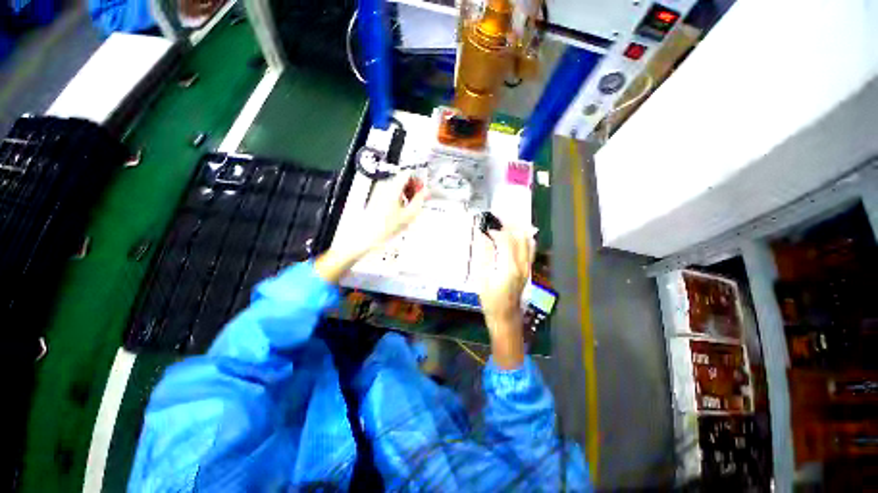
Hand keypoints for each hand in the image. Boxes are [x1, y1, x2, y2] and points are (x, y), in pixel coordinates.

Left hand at [364, 173, 428, 249]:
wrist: (369, 235)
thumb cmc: (388, 226)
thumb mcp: (409, 214)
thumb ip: (419, 200)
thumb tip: (425, 191)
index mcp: (393, 187)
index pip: (407, 173)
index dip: (417, 180)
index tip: (422, 189)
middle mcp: (384, 185)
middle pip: (402, 179)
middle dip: (412, 188)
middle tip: (418, 199)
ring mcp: (379, 190)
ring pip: (397, 185)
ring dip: (406, 193)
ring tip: (410, 206)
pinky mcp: (376, 196)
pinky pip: (391, 191)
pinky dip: (399, 197)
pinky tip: (401, 209)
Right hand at [476, 226, 534, 368]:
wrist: (506, 316)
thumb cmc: (490, 300)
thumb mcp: (482, 279)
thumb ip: (484, 256)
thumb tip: (483, 238)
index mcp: (508, 267)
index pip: (506, 240)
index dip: (496, 231)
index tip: (486, 228)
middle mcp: (522, 265)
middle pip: (520, 237)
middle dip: (508, 225)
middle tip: (496, 221)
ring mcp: (527, 267)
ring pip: (527, 241)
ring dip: (517, 230)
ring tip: (505, 226)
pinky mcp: (528, 269)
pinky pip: (529, 249)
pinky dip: (523, 239)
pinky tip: (515, 237)